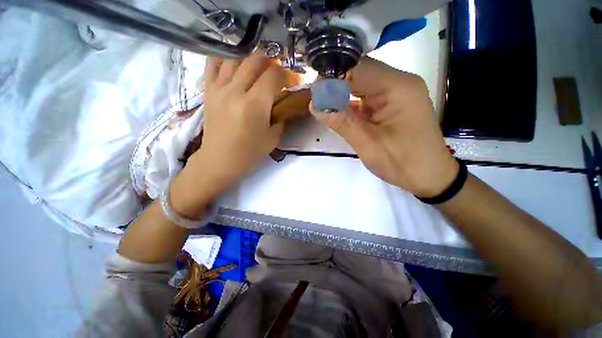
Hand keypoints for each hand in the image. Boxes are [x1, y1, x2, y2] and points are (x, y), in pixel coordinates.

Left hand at [171, 53, 292, 216]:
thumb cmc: (249, 152)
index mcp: (255, 105)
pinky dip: (226, 58)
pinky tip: (234, 65)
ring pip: (236, 57)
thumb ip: (281, 117)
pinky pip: (213, 63)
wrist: (220, 159)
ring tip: (258, 69)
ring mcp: (219, 88)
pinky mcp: (208, 90)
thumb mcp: (273, 138)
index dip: (287, 74)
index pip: (273, 75)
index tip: (293, 80)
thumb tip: (284, 103)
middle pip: (255, 60)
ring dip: (251, 59)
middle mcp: (236, 90)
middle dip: (271, 63)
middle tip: (277, 73)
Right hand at [311, 57, 457, 196]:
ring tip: (323, 104)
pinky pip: (367, 96)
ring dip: (342, 93)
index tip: (314, 91)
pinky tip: (339, 110)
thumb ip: (342, 122)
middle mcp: (399, 83)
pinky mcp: (392, 104)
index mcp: (397, 87)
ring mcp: (397, 93)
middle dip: (336, 84)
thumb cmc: (402, 162)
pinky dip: (351, 103)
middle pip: (361, 73)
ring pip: (362, 84)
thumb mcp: (368, 144)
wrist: (430, 177)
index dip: (333, 76)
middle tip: (316, 99)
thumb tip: (315, 104)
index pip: (359, 68)